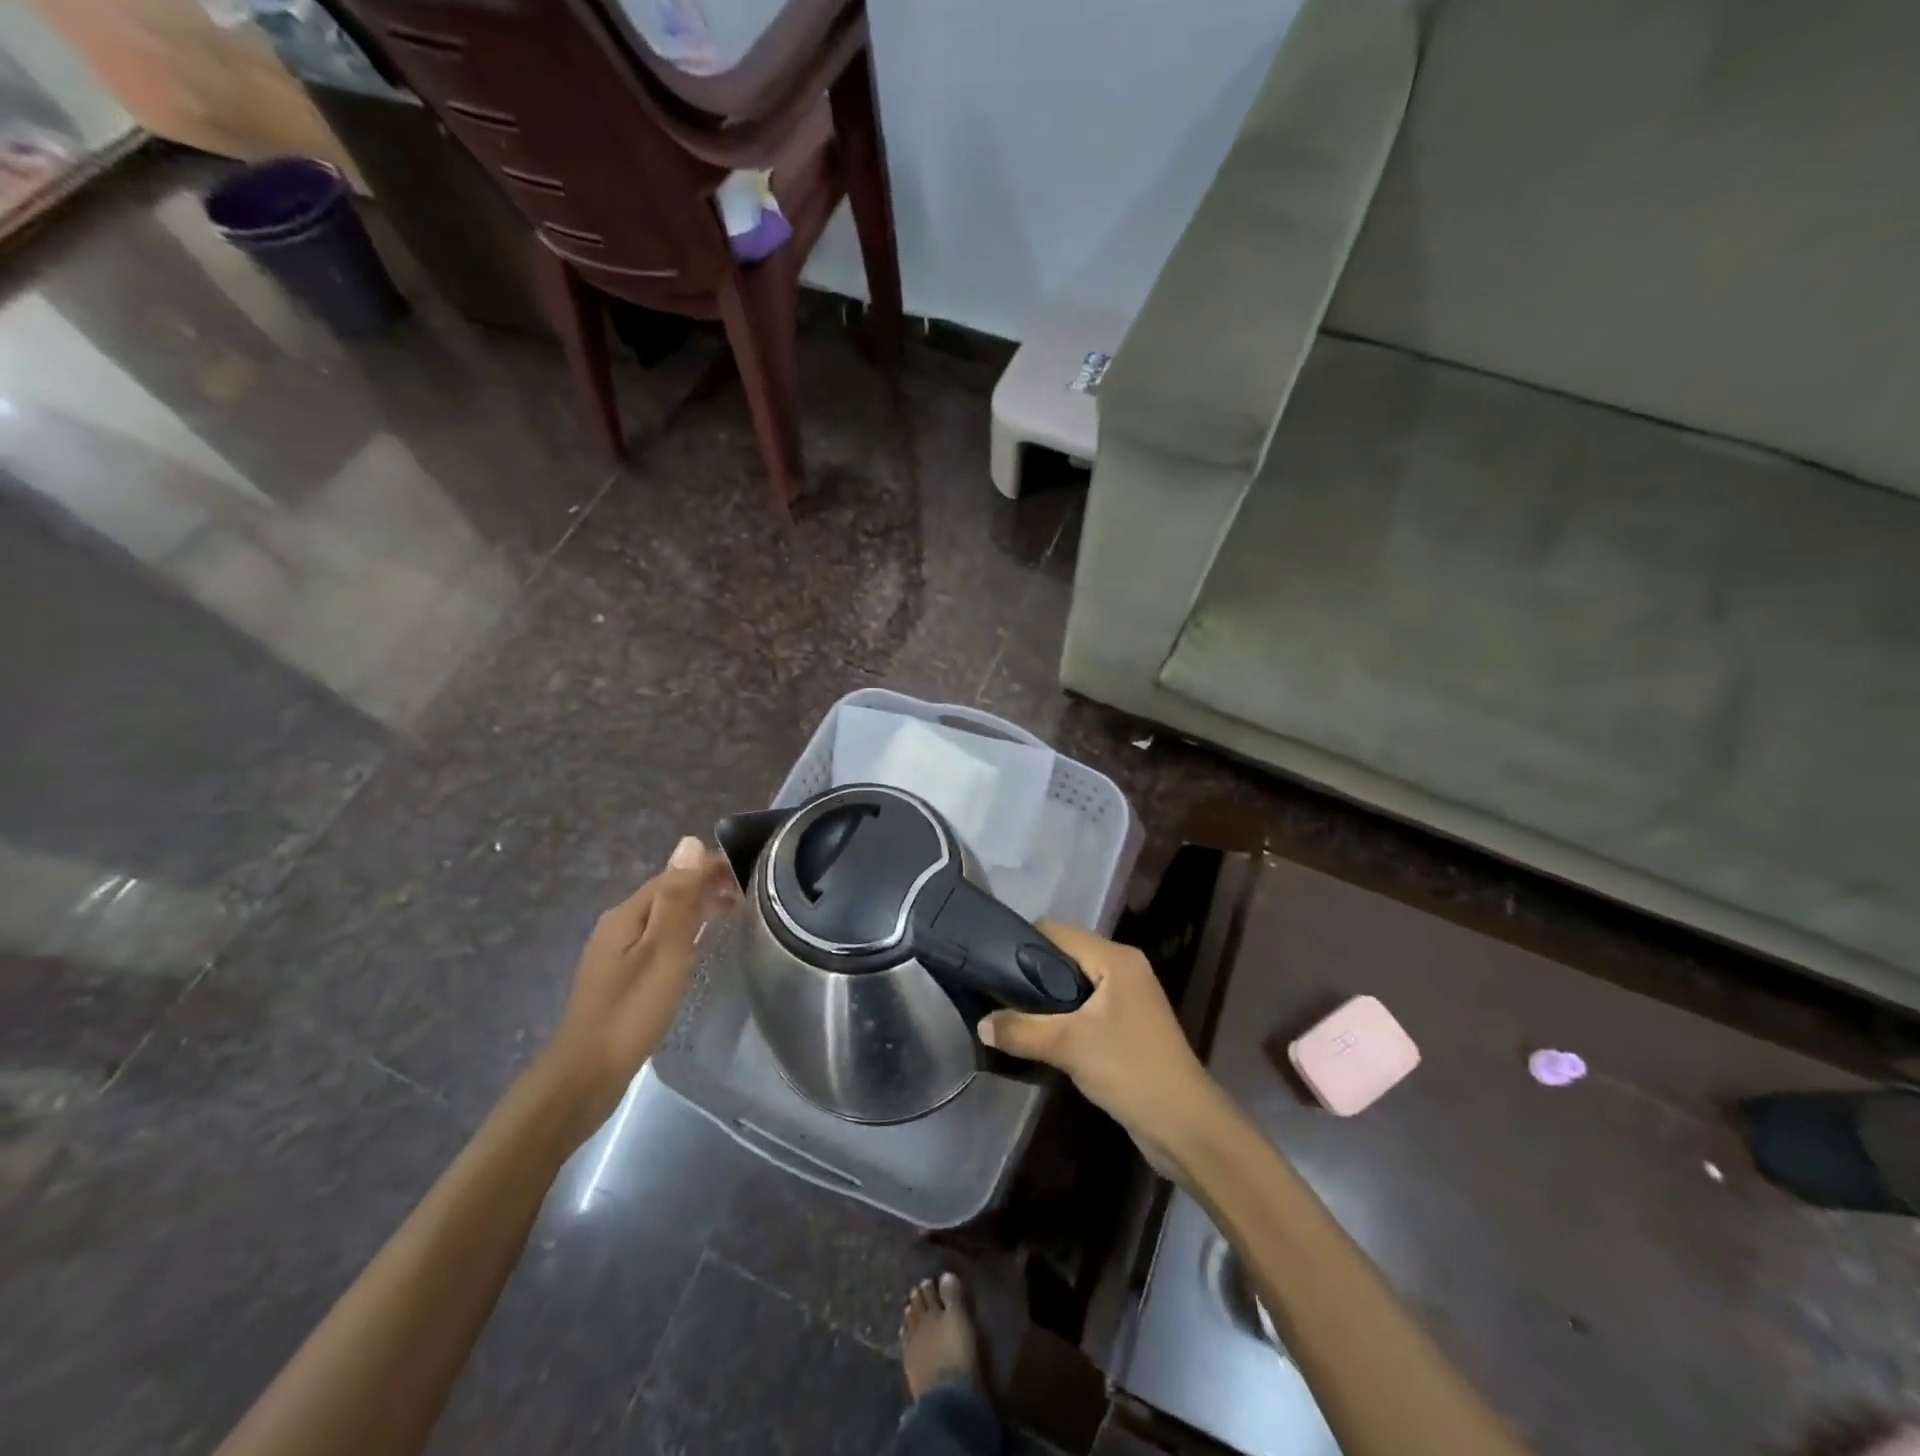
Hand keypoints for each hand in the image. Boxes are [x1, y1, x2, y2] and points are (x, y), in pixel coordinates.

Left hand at [538, 835, 737, 1129]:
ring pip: (663, 917)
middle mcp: (618, 925)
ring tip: (731, 915)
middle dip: (704, 886)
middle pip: (666, 893)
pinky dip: (683, 932)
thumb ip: (678, 898)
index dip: (709, 868)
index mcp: (626, 915)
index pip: (673, 874)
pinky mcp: (620, 977)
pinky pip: (658, 939)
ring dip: (695, 909)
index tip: (748, 872)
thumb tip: (688, 842)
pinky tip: (697, 947)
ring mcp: (616, 952)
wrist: (586, 1075)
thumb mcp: (663, 950)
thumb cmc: (631, 1010)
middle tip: (746, 895)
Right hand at [977, 921, 1218, 1164]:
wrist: (1184, 1125)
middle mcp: (1124, 968)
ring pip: (1074, 984)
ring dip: (1046, 999)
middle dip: (1031, 973)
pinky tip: (1039, 1036)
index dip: (1022, 943)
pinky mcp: (1127, 1025)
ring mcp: (1128, 997)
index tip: (991, 964)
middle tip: (996, 994)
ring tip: (1010, 1015)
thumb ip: (1021, 1030)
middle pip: (1065, 956)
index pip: (1058, 931)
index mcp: (1115, 958)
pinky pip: (1085, 1008)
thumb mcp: (1068, 1046)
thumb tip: (981, 1024)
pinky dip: (1062, 1017)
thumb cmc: (1129, 1069)